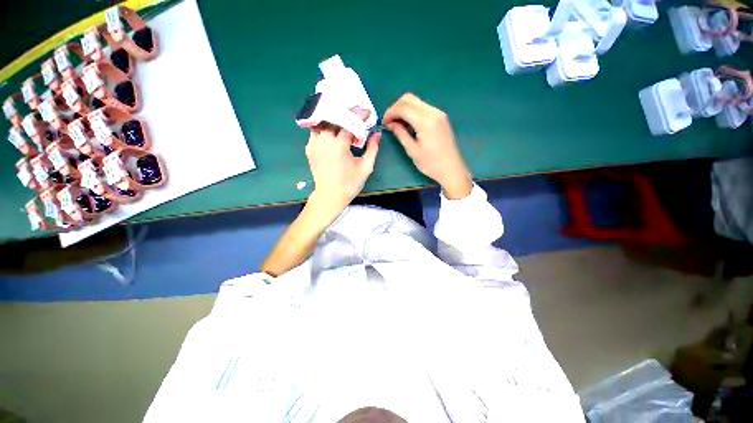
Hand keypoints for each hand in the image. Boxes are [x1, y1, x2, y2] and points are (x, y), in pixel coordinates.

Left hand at [305, 110, 380, 213]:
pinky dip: (324, 128)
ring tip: (343, 120)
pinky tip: (332, 132)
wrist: (330, 196)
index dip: (359, 116)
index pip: (349, 124)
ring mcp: (314, 144)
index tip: (367, 112)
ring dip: (333, 120)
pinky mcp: (309, 149)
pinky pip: (316, 132)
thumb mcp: (365, 167)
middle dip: (345, 114)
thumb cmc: (349, 184)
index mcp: (338, 146)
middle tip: (355, 114)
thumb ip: (372, 149)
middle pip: (333, 119)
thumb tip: (377, 134)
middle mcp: (324, 141)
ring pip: (322, 123)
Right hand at [383, 93, 471, 198]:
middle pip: (409, 98)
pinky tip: (408, 123)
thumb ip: (400, 134)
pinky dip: (412, 111)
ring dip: (404, 108)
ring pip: (416, 101)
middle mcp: (433, 112)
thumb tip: (390, 124)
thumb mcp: (412, 150)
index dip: (390, 113)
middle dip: (396, 107)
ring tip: (397, 123)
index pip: (403, 108)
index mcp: (426, 121)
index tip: (384, 123)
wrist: (452, 169)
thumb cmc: (431, 164)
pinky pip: (423, 107)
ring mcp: (438, 113)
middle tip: (389, 122)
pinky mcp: (441, 117)